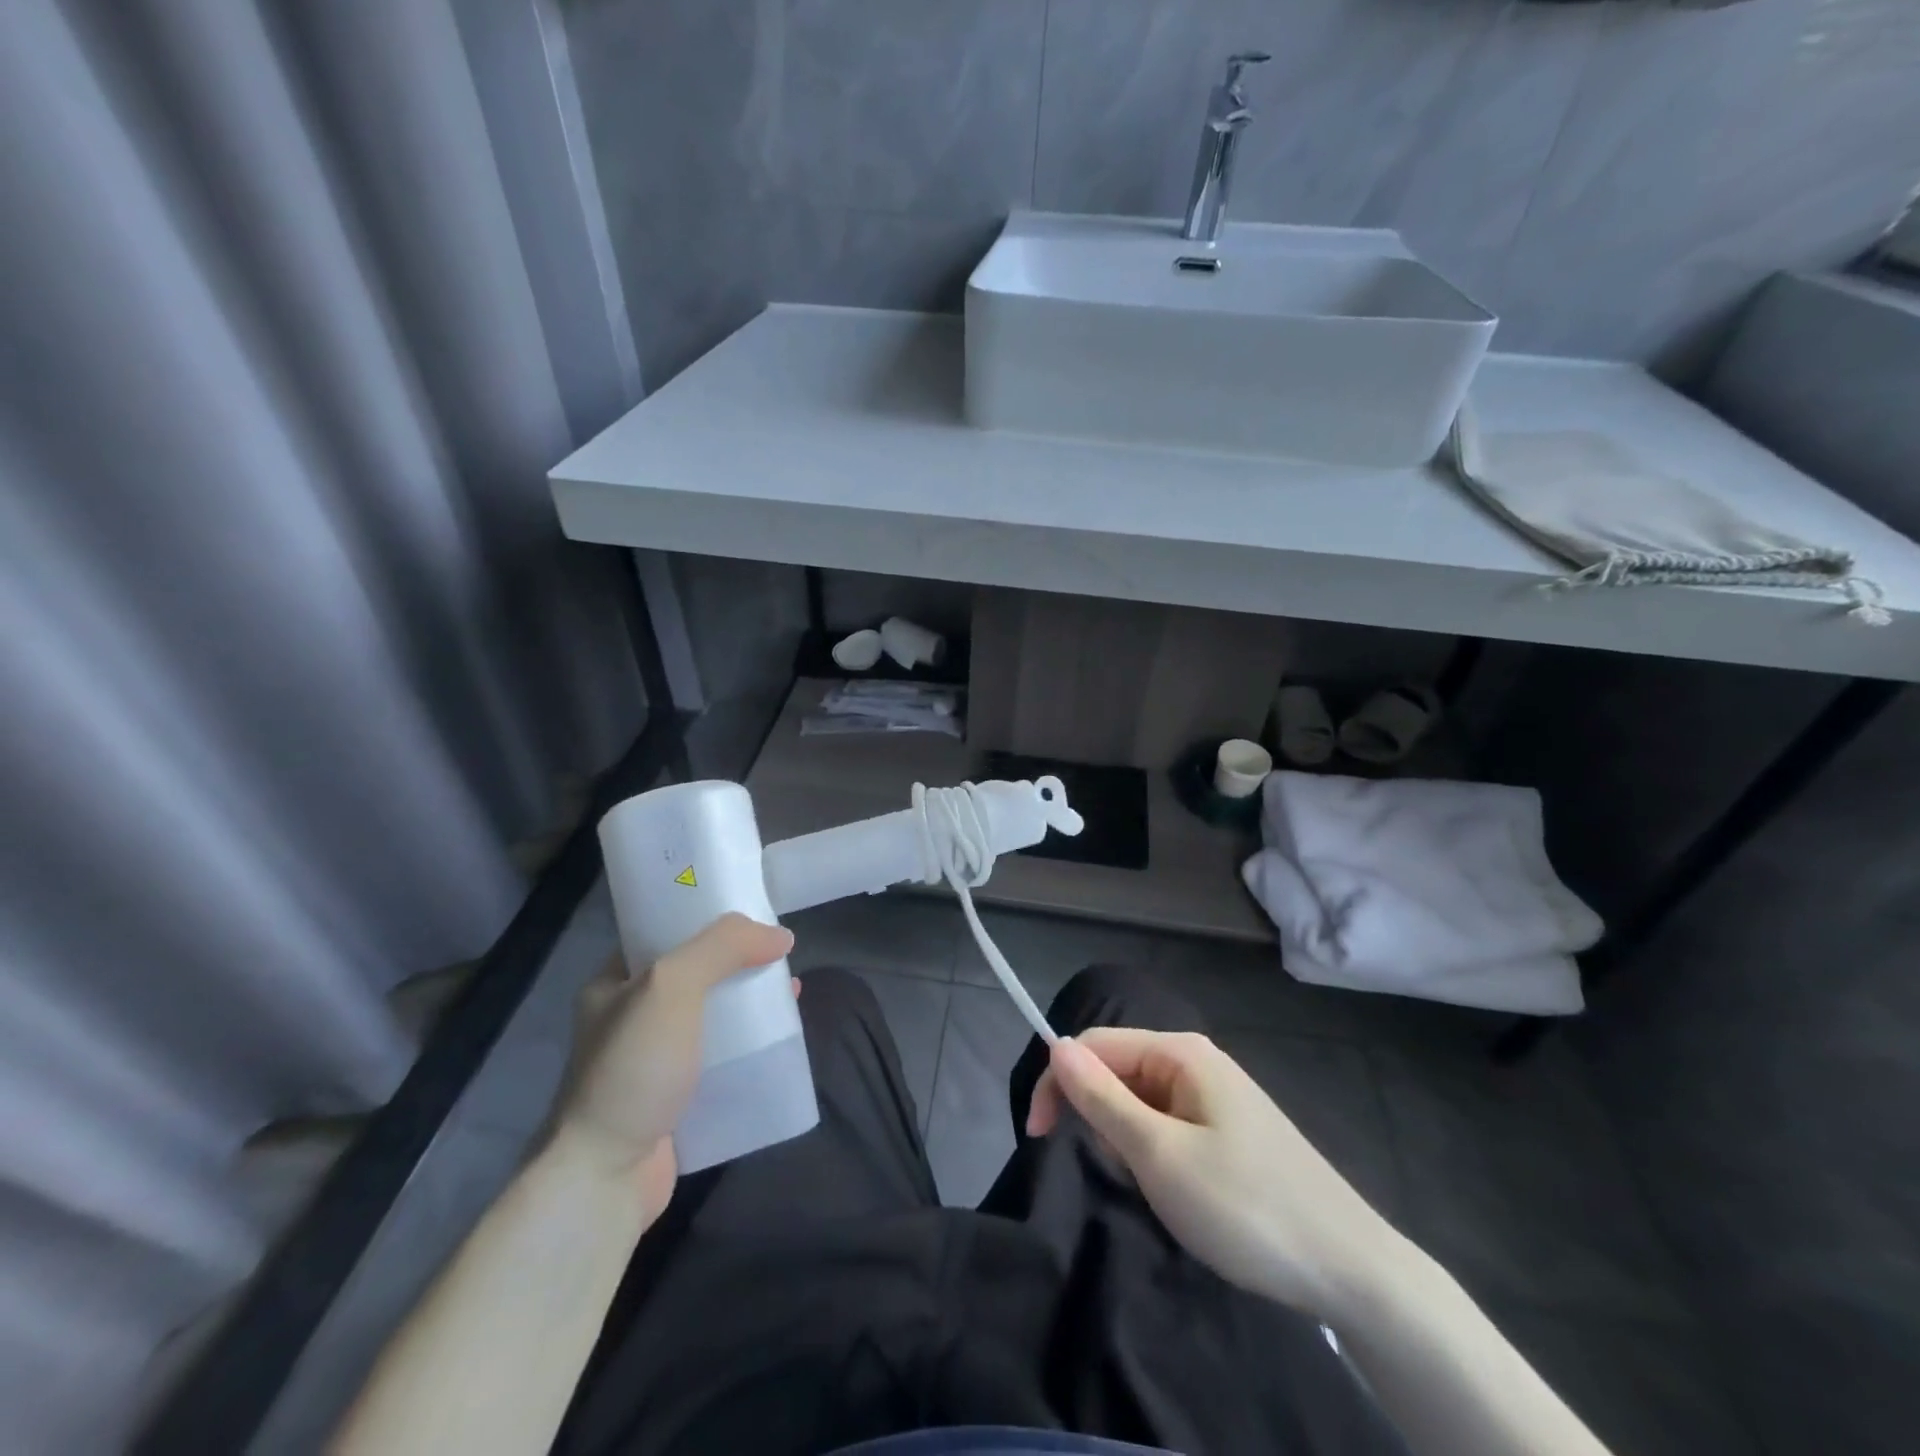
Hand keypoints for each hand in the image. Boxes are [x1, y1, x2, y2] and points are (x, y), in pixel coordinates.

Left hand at [551, 913, 793, 1219]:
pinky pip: (721, 1057)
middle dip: (739, 961)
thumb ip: (723, 948)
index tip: (752, 913)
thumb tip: (780, 936)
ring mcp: (653, 1060)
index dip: (709, 918)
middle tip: (779, 954)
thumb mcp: (672, 985)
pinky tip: (779, 1039)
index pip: (665, 932)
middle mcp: (631, 1017)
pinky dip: (750, 1045)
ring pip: (713, 1015)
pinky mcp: (676, 1097)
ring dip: (750, 1002)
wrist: (605, 1178)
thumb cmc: (633, 1068)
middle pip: (697, 972)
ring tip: (790, 992)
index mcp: (614, 982)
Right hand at [1027, 1029, 1397, 1318]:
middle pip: (1118, 1071)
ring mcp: (1218, 1097)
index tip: (1035, 1138)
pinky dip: (1156, 1155)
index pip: (1094, 1045)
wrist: (1351, 1270)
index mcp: (1180, 1052)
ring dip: (1129, 1142)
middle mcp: (1197, 1062)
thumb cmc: (1245, 1207)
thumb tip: (1054, 1045)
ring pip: (1142, 1103)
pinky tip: (1179, 1193)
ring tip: (1156, 1190)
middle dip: (1100, 1118)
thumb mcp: (1159, 1155)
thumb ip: (1101, 1099)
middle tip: (1121, 1176)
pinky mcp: (1231, 1131)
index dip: (1058, 1083)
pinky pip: (1170, 1126)